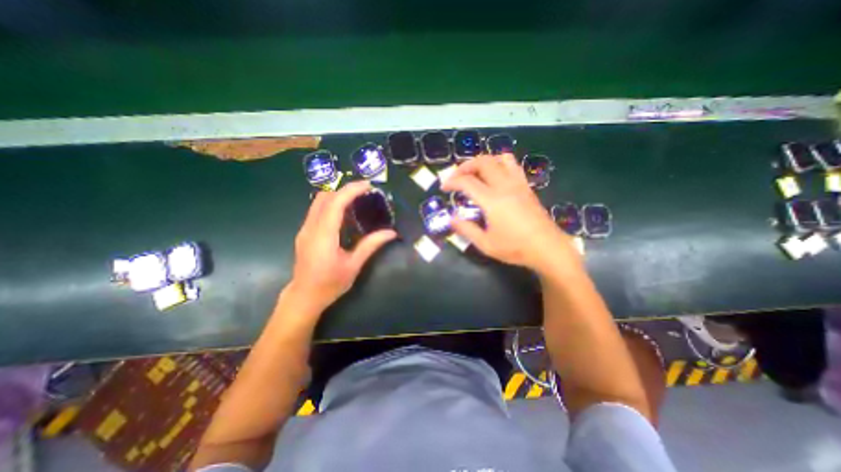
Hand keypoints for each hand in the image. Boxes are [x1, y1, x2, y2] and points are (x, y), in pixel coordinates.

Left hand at [287, 183, 395, 310]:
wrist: (304, 297)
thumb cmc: (330, 284)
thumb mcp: (353, 266)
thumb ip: (371, 246)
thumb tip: (391, 233)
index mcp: (323, 236)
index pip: (335, 204)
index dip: (351, 190)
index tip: (368, 185)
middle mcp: (311, 228)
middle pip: (324, 197)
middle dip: (344, 189)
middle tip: (364, 191)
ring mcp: (305, 229)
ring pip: (318, 202)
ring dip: (337, 195)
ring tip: (357, 199)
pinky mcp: (305, 232)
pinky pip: (317, 210)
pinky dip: (331, 204)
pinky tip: (345, 213)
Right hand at [441, 156, 578, 272]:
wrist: (547, 248)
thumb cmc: (515, 247)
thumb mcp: (485, 244)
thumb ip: (466, 229)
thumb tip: (451, 219)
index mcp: (492, 200)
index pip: (467, 181)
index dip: (452, 181)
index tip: (444, 187)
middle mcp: (504, 186)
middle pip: (483, 162)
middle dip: (465, 166)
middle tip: (456, 176)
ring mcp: (518, 184)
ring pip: (499, 159)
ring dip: (483, 161)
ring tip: (475, 172)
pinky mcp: (526, 187)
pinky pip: (512, 166)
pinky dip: (498, 164)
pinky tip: (495, 177)